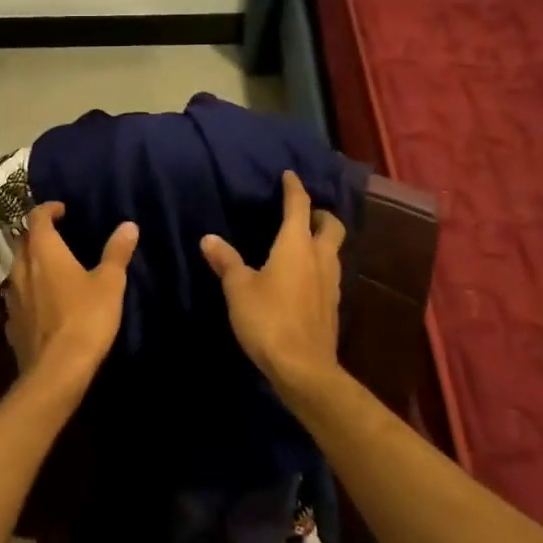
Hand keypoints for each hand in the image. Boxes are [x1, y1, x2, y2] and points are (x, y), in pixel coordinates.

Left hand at [4, 202, 137, 396]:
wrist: (56, 371)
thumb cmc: (86, 318)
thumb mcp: (110, 283)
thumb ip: (117, 252)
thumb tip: (128, 225)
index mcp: (44, 251)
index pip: (37, 217)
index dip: (48, 209)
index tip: (62, 210)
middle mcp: (21, 269)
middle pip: (22, 241)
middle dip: (37, 235)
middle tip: (58, 236)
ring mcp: (12, 298)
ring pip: (17, 270)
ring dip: (31, 263)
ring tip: (52, 268)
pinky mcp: (11, 324)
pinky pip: (17, 298)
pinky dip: (29, 292)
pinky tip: (43, 303)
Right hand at [200, 170, 344, 396]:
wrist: (303, 368)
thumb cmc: (268, 319)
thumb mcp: (239, 288)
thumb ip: (226, 261)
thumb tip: (209, 239)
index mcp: (297, 245)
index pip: (299, 205)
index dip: (294, 188)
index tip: (289, 175)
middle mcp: (320, 257)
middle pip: (332, 225)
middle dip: (320, 214)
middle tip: (303, 214)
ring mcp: (331, 282)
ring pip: (334, 250)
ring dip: (322, 241)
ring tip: (302, 243)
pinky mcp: (332, 305)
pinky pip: (330, 273)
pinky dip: (320, 265)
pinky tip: (304, 277)